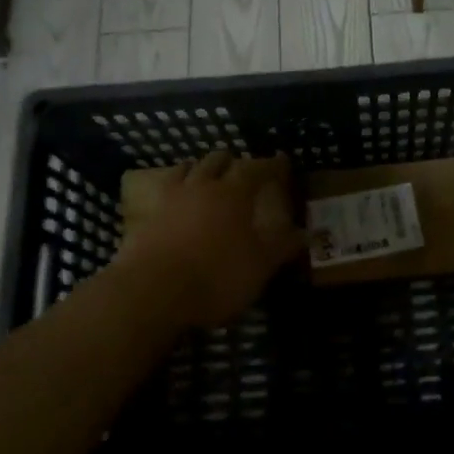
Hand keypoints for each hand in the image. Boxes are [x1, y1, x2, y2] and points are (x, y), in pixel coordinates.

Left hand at [115, 150, 305, 327]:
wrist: (151, 292)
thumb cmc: (215, 276)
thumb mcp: (258, 267)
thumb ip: (281, 247)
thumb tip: (306, 233)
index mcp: (233, 193)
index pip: (257, 169)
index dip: (272, 165)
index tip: (282, 161)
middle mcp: (202, 186)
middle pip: (218, 161)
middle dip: (232, 161)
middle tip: (241, 169)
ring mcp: (171, 198)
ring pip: (187, 169)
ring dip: (200, 168)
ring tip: (206, 175)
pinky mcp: (146, 216)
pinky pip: (164, 190)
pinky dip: (175, 187)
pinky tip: (176, 199)